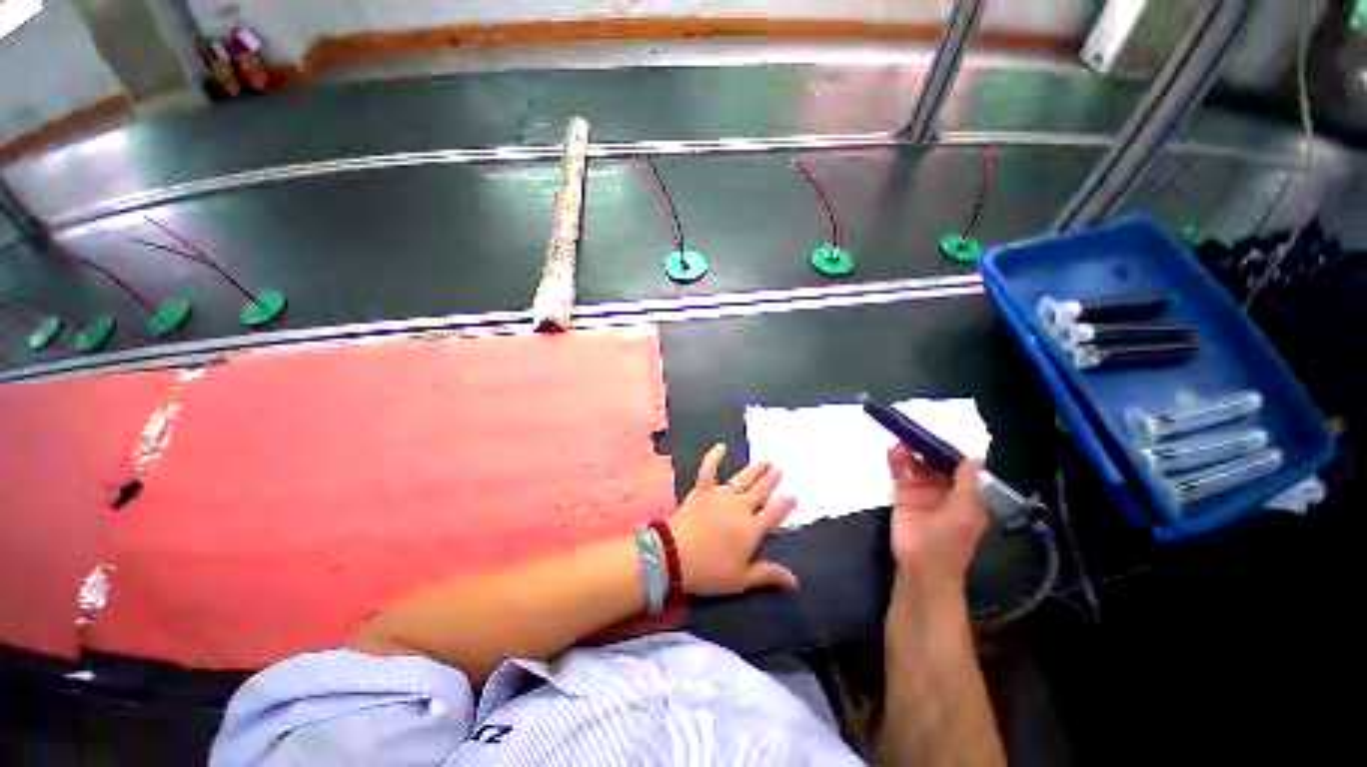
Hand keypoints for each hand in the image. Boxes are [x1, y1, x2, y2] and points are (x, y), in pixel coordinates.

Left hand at [669, 444, 798, 595]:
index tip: (794, 494)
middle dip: (771, 479)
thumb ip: (768, 575)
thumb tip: (795, 581)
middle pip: (760, 491)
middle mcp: (740, 507)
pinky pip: (709, 469)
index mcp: (752, 529)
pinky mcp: (702, 490)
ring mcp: (720, 495)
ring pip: (742, 479)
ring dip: (755, 469)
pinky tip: (721, 447)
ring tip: (765, 461)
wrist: (675, 556)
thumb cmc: (710, 571)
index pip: (774, 513)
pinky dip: (714, 457)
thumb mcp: (741, 579)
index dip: (785, 504)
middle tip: (780, 468)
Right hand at [887, 445, 986, 602]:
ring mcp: (922, 493)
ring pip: (916, 466)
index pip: (958, 467)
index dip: (948, 451)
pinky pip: (900, 474)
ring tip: (900, 441)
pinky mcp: (903, 496)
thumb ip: (967, 483)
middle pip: (934, 463)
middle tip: (913, 434)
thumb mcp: (964, 513)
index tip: (937, 436)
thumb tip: (975, 456)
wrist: (922, 569)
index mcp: (965, 495)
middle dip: (925, 449)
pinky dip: (896, 463)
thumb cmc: (948, 543)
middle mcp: (944, 491)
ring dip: (909, 453)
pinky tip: (892, 452)